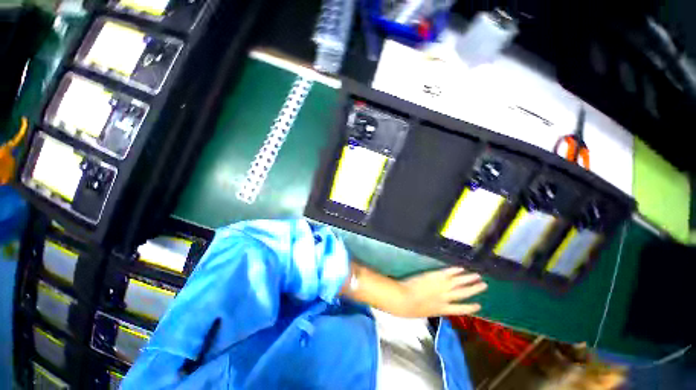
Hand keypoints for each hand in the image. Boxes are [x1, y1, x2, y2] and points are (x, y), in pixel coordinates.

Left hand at [393, 267, 486, 317]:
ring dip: (469, 279)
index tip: (479, 305)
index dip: (470, 307)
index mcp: (442, 310)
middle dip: (474, 289)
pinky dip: (454, 270)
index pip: (460, 309)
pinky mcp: (435, 276)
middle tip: (484, 285)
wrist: (404, 299)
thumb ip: (430, 309)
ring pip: (458, 282)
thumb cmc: (409, 309)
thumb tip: (432, 307)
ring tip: (478, 276)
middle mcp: (445, 298)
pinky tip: (461, 268)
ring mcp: (441, 286)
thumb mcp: (423, 313)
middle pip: (463, 293)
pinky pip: (447, 272)